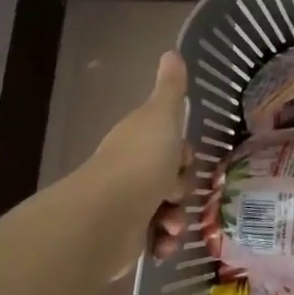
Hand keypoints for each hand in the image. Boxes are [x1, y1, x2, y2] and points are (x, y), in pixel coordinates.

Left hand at [80, 51, 191, 269]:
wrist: (108, 217)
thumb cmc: (141, 161)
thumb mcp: (163, 116)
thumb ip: (171, 88)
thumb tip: (171, 51)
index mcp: (138, 140)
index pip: (169, 145)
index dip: (183, 153)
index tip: (186, 160)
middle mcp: (130, 170)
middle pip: (170, 177)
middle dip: (182, 188)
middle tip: (178, 193)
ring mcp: (127, 205)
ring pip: (166, 208)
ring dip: (176, 218)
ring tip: (171, 224)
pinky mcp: (125, 238)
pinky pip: (155, 239)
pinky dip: (163, 242)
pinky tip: (163, 243)